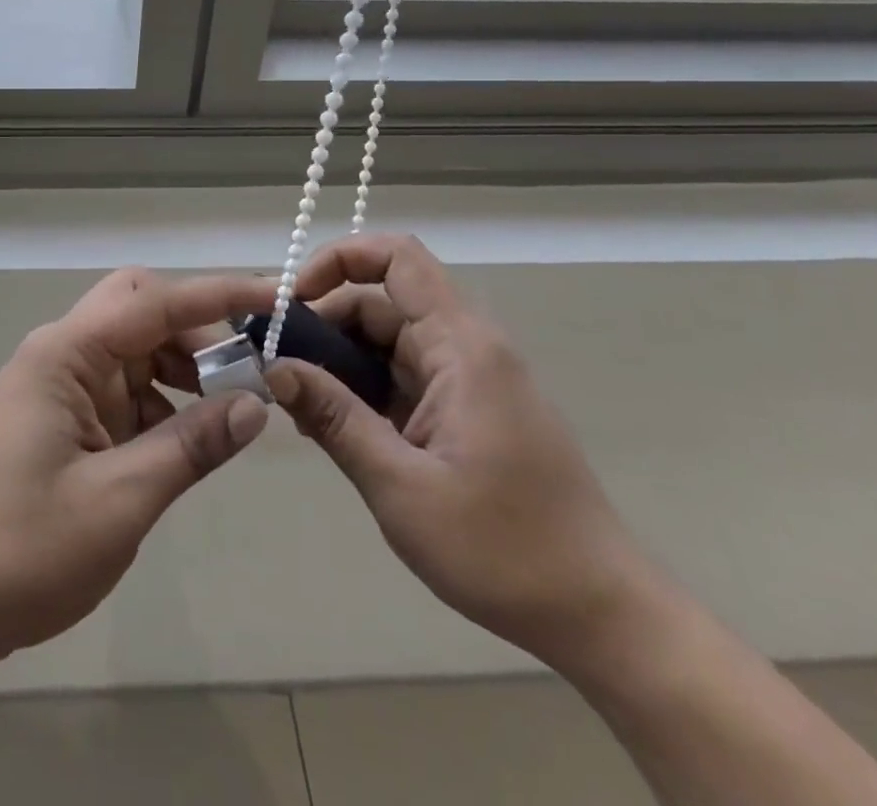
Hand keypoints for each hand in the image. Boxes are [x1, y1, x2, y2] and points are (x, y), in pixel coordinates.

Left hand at [0, 268, 274, 668]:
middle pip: (139, 307)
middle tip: (246, 374)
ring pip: (135, 346)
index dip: (218, 295)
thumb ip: (190, 445)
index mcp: (65, 354)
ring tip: (229, 409)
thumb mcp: (120, 501)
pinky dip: (162, 400)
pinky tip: (188, 437)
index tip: (275, 299)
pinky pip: (124, 387)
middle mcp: (62, 354)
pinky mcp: (64, 417)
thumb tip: (256, 403)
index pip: (153, 302)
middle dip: (196, 329)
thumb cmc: (23, 550)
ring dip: (182, 366)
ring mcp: (60, 385)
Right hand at [264, 233, 653, 669]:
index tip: (293, 302)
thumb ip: (334, 418)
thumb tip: (274, 368)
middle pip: (381, 301)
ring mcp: (468, 379)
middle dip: (324, 323)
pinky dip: (362, 388)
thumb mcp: (401, 486)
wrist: (602, 617)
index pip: (397, 258)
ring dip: (339, 362)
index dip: (338, 259)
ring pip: (387, 340)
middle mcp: (466, 348)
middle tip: (278, 369)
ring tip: (299, 406)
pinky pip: (402, 375)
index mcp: (461, 347)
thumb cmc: (504, 550)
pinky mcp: (466, 409)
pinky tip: (333, 426)